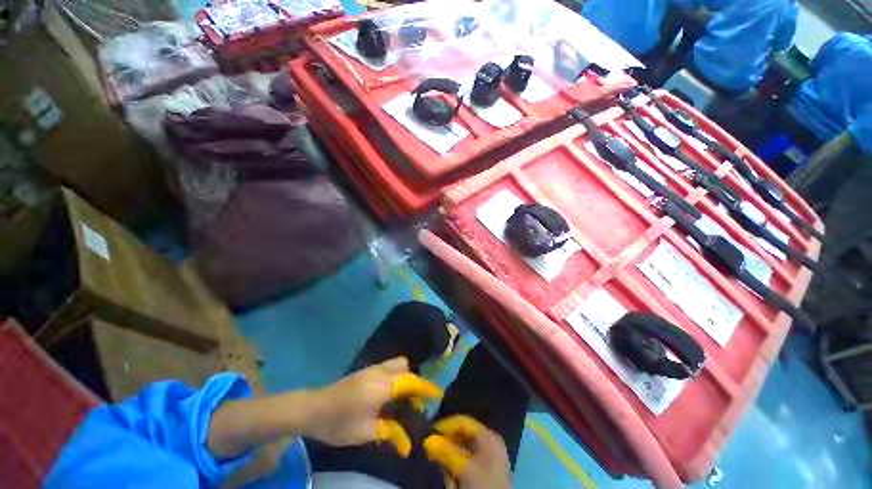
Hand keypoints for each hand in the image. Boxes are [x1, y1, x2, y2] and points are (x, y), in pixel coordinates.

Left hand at [303, 358, 441, 456]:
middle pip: (404, 367)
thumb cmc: (339, 423)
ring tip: (400, 399)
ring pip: (396, 364)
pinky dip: (394, 376)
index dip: (425, 387)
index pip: (411, 381)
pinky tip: (386, 395)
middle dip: (413, 381)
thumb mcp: (365, 432)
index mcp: (382, 386)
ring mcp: (371, 368)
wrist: (313, 408)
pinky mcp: (364, 370)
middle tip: (412, 402)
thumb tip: (407, 445)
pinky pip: (387, 367)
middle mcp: (379, 372)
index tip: (436, 394)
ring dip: (403, 376)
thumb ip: (389, 432)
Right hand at [423, 415, 511, 488]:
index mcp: (488, 436)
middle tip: (430, 452)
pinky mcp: (482, 473)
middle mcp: (487, 443)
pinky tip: (451, 481)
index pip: (463, 422)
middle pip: (461, 436)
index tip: (429, 432)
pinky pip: (464, 463)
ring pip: (460, 451)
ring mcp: (486, 458)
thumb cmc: (483, 487)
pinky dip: (454, 469)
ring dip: (449, 459)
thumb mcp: (463, 468)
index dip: (445, 425)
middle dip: (446, 445)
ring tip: (444, 471)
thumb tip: (427, 439)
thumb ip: (445, 451)